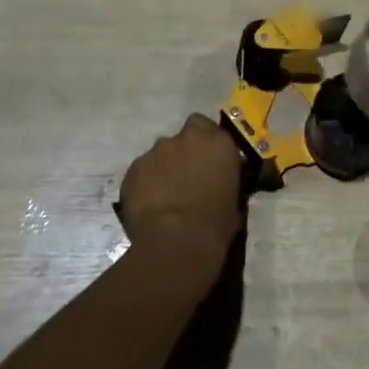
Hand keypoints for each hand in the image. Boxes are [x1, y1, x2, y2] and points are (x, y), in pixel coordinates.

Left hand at [119, 115, 244, 280]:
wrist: (176, 242)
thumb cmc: (215, 224)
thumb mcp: (235, 200)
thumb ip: (226, 180)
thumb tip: (221, 182)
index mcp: (218, 143)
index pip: (209, 126)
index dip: (207, 142)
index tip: (208, 159)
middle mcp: (186, 139)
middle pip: (184, 134)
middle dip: (185, 149)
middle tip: (187, 174)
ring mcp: (156, 152)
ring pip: (160, 153)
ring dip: (164, 167)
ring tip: (165, 194)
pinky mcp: (133, 169)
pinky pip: (142, 171)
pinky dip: (146, 182)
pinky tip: (149, 203)